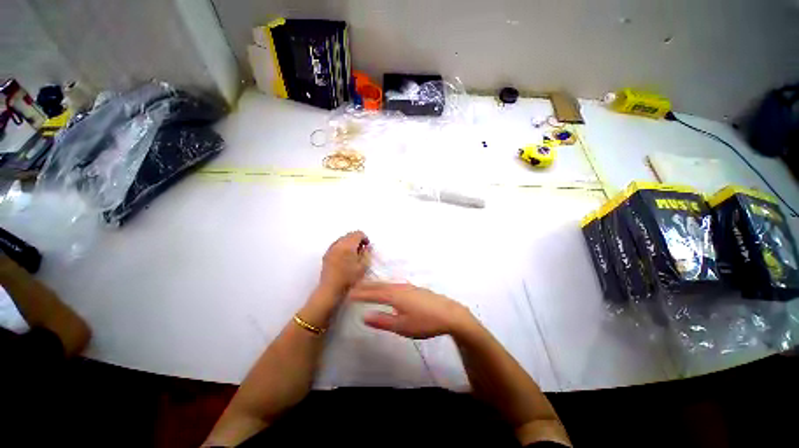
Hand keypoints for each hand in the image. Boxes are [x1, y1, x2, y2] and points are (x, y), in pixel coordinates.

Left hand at [318, 231, 369, 296]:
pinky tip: (345, 256)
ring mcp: (331, 249)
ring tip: (353, 253)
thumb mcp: (363, 267)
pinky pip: (336, 244)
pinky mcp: (326, 254)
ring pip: (342, 238)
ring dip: (350, 242)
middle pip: (349, 234)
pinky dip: (342, 246)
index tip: (367, 245)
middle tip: (361, 249)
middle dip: (357, 239)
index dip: (364, 238)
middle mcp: (338, 244)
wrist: (331, 289)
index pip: (357, 234)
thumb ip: (366, 253)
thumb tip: (367, 246)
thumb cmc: (349, 279)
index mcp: (348, 246)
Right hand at [347, 281, 470, 338]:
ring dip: (376, 285)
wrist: (450, 314)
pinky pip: (395, 285)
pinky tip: (387, 289)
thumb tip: (364, 316)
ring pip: (387, 284)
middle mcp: (400, 288)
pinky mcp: (415, 289)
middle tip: (354, 287)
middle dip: (366, 287)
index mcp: (394, 296)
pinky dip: (386, 286)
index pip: (373, 294)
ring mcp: (409, 287)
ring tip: (367, 287)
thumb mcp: (402, 326)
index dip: (360, 294)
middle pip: (379, 286)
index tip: (348, 294)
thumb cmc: (425, 322)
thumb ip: (382, 321)